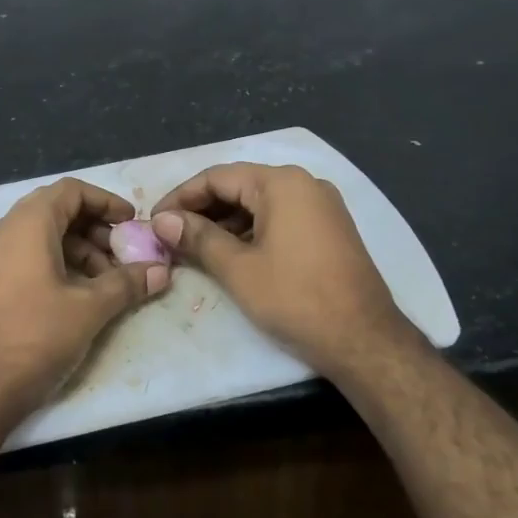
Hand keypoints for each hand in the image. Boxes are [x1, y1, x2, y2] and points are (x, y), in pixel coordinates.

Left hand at [0, 177, 170, 425]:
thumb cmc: (35, 336)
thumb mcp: (89, 308)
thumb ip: (126, 283)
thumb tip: (161, 271)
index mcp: (27, 223)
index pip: (71, 190)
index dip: (106, 202)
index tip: (132, 223)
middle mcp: (4, 231)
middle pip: (57, 211)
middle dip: (96, 230)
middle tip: (125, 256)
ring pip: (43, 237)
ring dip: (79, 251)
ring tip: (108, 282)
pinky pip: (27, 257)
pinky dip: (57, 265)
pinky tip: (80, 296)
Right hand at [152, 162, 416, 376]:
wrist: (364, 340)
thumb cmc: (295, 299)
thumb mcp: (238, 269)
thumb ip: (197, 238)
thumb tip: (161, 221)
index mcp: (282, 183)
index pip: (217, 177)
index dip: (180, 198)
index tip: (154, 221)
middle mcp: (304, 184)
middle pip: (239, 186)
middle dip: (201, 210)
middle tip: (169, 235)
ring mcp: (321, 206)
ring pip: (259, 204)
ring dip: (224, 222)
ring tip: (192, 247)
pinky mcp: (329, 230)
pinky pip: (279, 218)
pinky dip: (250, 231)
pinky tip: (229, 253)